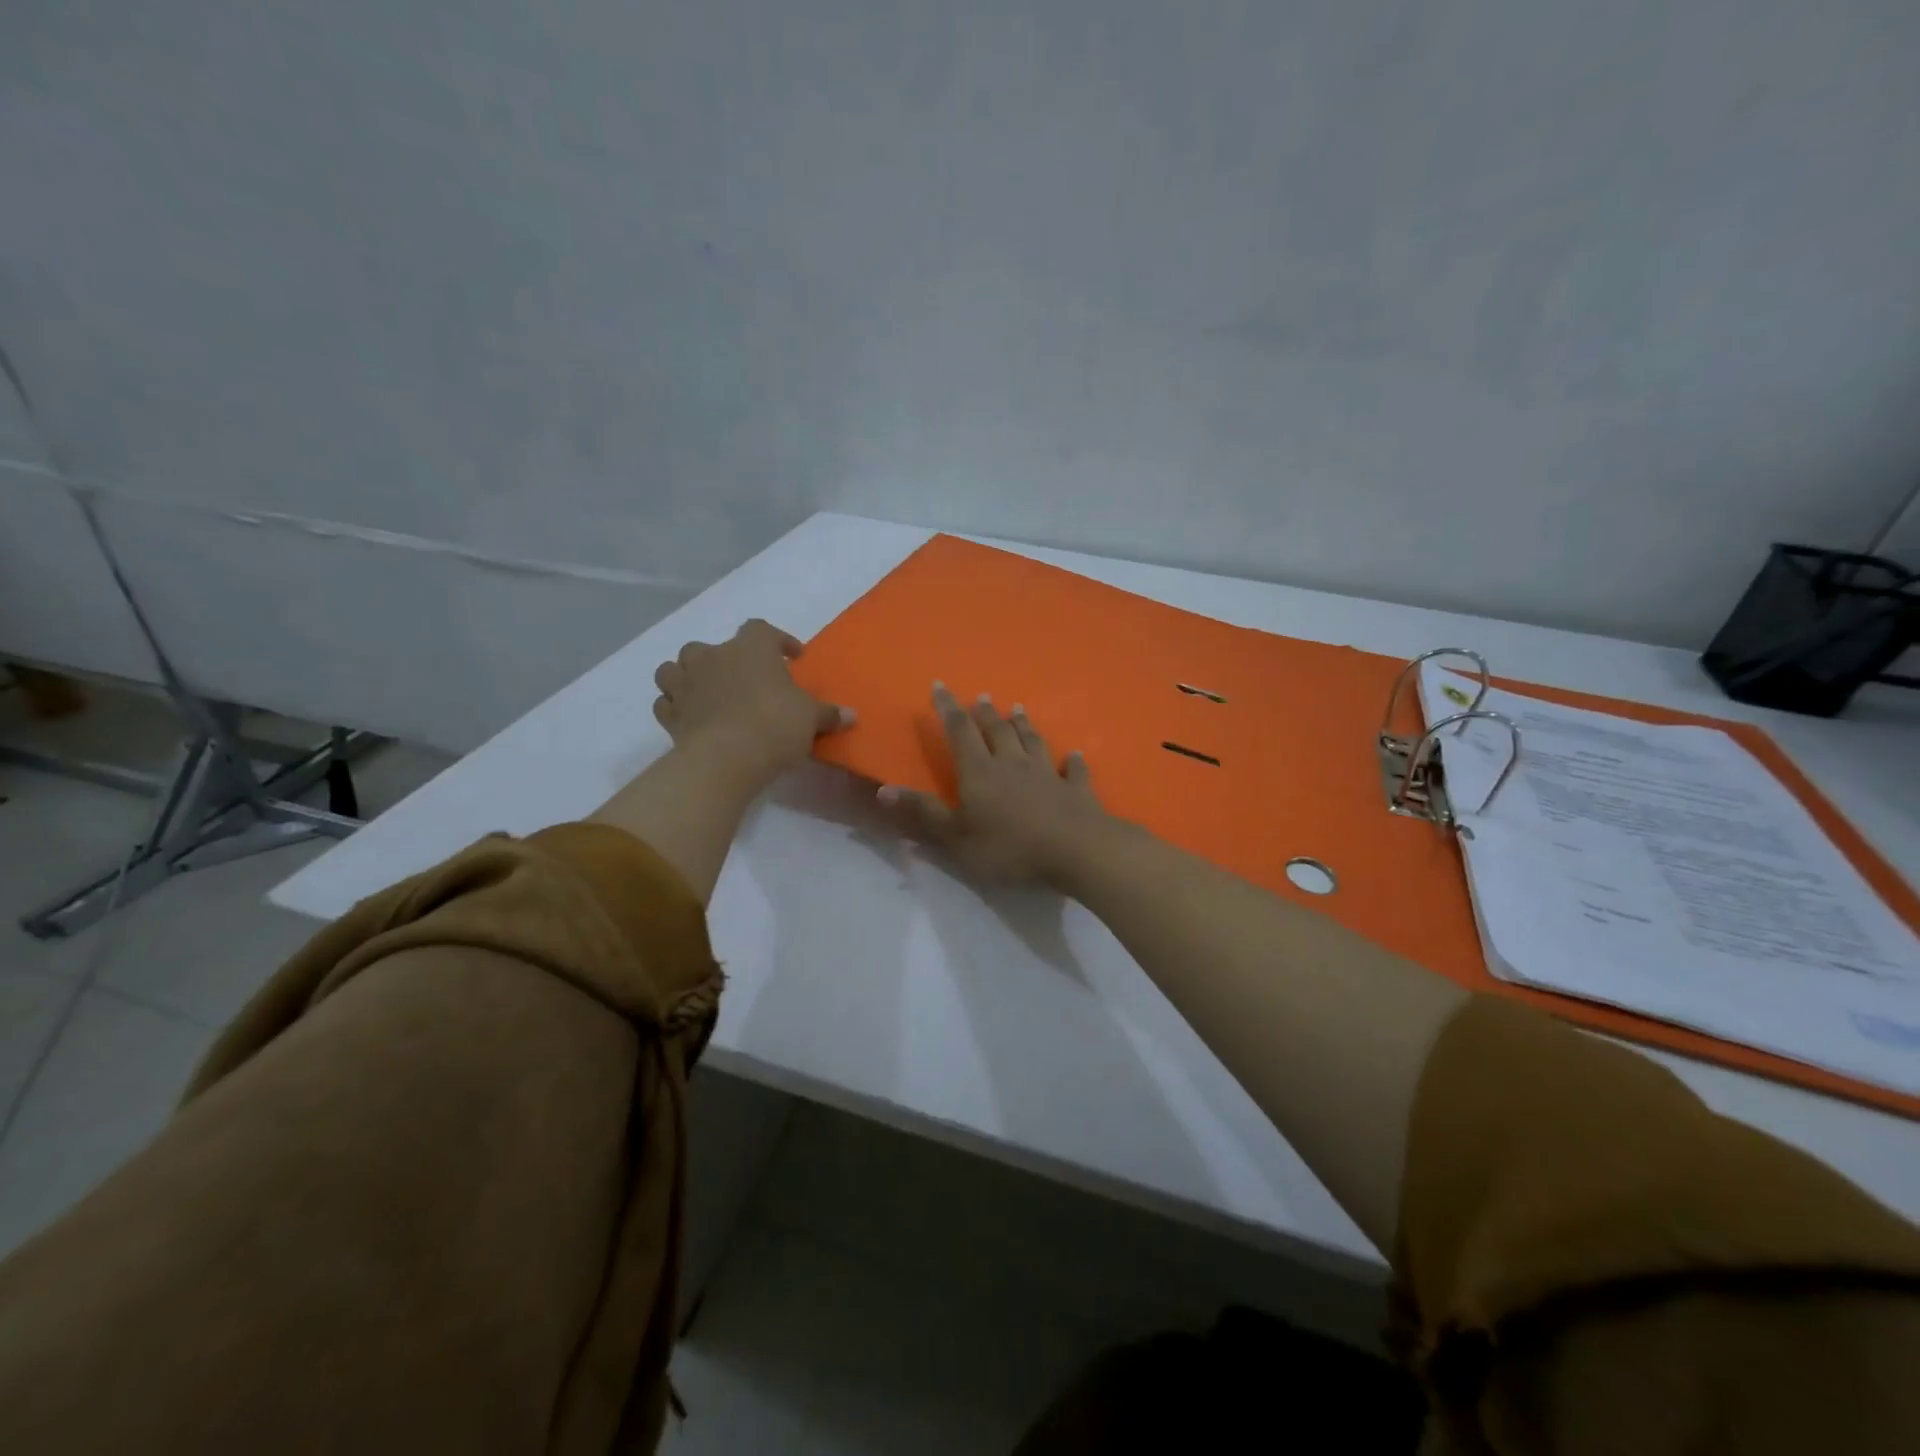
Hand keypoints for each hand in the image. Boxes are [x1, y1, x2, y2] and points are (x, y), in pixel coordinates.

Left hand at [652, 619, 851, 786]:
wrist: (727, 758)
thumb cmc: (775, 725)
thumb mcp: (811, 718)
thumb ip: (828, 714)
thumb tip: (851, 716)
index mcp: (751, 648)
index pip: (762, 630)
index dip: (778, 640)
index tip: (792, 657)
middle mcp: (713, 657)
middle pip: (711, 646)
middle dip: (725, 659)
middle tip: (744, 679)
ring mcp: (686, 684)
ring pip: (675, 668)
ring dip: (688, 676)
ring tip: (706, 691)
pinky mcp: (670, 714)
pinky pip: (666, 702)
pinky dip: (675, 706)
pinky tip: (689, 716)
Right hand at [877, 685, 1112, 885]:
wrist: (1075, 849)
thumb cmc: (1009, 847)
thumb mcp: (956, 836)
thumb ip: (923, 812)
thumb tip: (883, 788)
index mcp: (980, 771)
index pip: (960, 732)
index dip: (948, 709)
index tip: (940, 686)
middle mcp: (1013, 763)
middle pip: (997, 730)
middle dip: (985, 713)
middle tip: (980, 696)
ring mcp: (1047, 773)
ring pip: (1032, 741)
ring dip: (1024, 725)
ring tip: (1018, 709)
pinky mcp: (1075, 789)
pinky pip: (1072, 770)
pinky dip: (1071, 761)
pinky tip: (1074, 755)